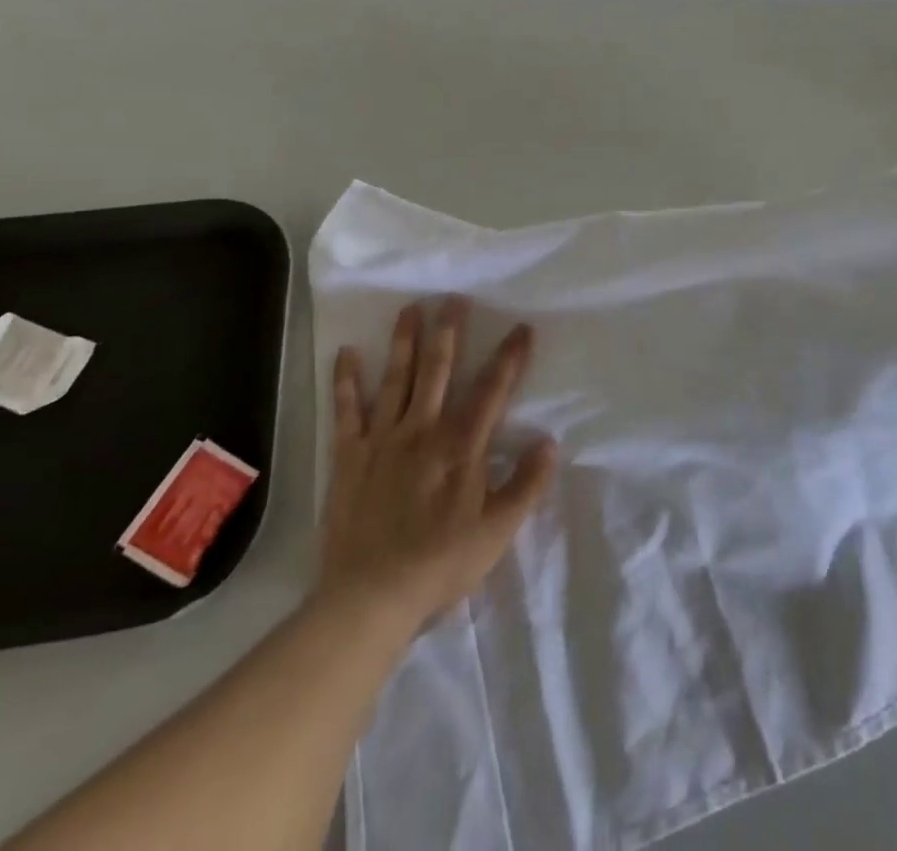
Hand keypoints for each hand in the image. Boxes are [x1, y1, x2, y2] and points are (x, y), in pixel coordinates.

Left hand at [319, 298, 556, 630]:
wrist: (370, 598)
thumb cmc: (441, 565)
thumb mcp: (497, 532)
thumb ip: (526, 485)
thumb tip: (549, 442)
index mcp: (461, 446)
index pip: (492, 391)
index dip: (510, 358)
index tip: (522, 328)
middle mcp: (423, 430)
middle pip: (439, 370)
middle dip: (450, 332)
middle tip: (455, 298)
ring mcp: (383, 439)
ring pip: (397, 379)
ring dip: (405, 341)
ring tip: (411, 307)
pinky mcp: (350, 456)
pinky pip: (348, 410)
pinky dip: (346, 380)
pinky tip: (346, 352)